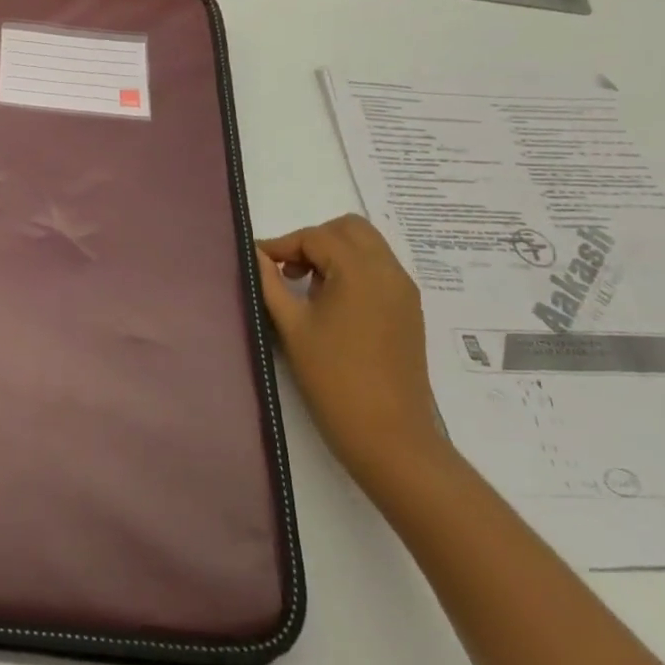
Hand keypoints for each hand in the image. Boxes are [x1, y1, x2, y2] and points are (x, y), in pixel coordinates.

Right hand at [256, 214, 450, 493]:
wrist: (388, 435)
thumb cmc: (333, 378)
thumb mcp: (292, 326)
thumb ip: (270, 283)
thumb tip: (256, 254)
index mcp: (360, 271)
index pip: (316, 237)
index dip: (283, 244)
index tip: (259, 263)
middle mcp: (389, 272)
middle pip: (350, 229)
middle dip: (314, 239)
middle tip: (287, 269)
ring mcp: (404, 291)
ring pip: (367, 247)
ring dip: (334, 254)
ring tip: (305, 288)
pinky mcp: (409, 310)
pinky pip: (379, 270)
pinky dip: (352, 270)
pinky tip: (330, 304)